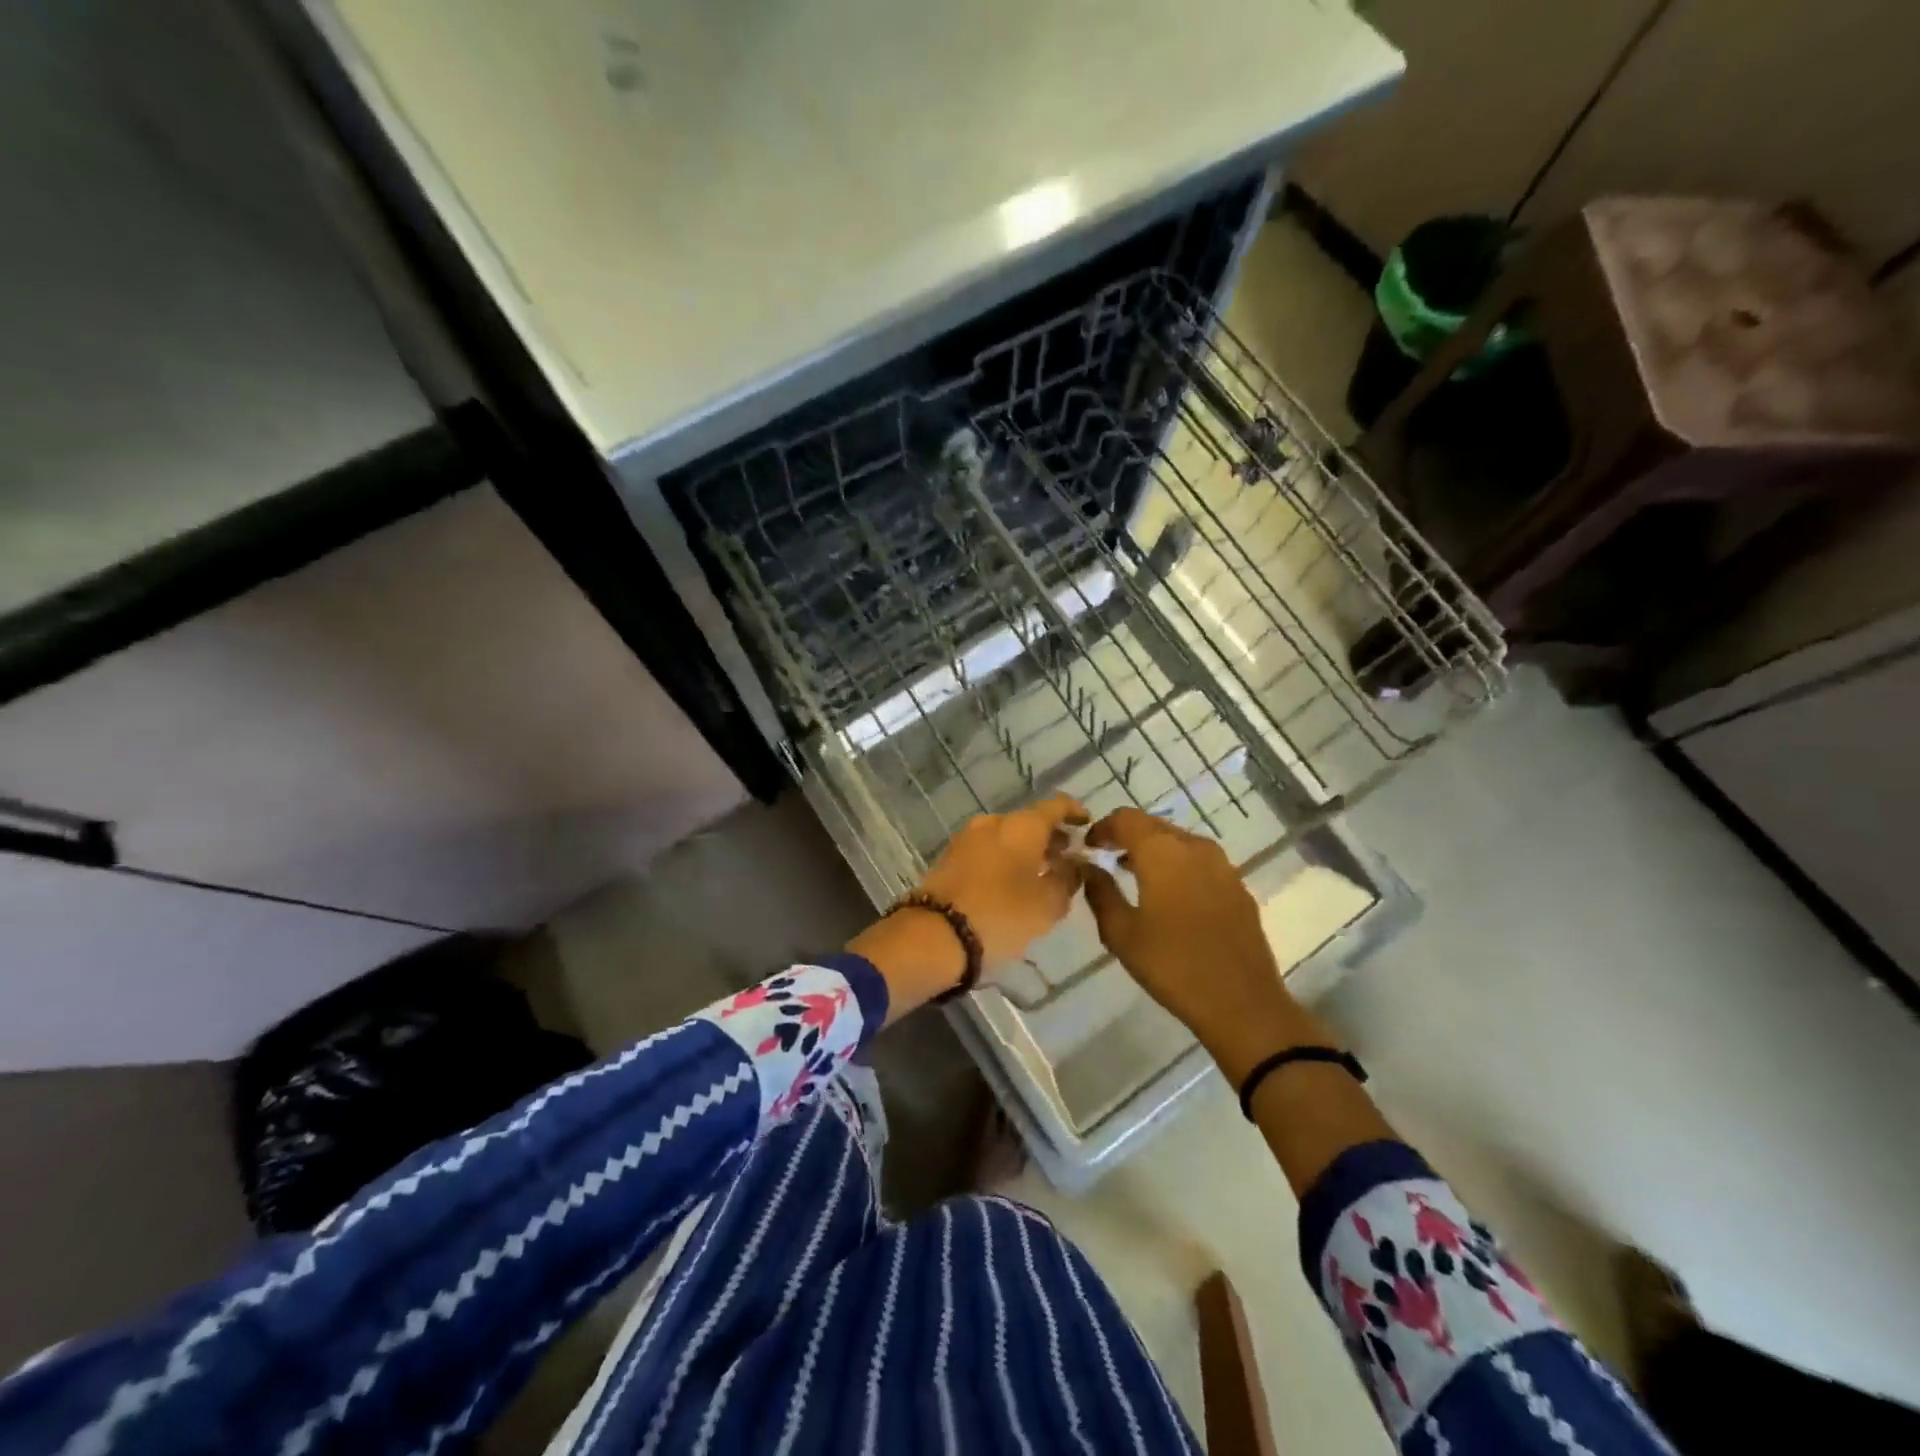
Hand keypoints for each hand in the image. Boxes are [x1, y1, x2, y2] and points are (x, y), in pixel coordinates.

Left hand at [848, 794, 1086, 1021]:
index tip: (1086, 824)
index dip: (1074, 811)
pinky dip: (1004, 860)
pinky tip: (1013, 884)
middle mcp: (993, 822)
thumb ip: (1067, 879)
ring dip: (1026, 850)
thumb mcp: (1048, 905)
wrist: (935, 934)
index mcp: (1021, 825)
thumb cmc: (1001, 915)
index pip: (1055, 806)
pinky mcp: (949, 858)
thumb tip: (1073, 864)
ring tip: (1042, 875)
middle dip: (1049, 837)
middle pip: (1028, 822)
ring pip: (1006, 836)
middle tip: (1067, 858)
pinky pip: (987, 851)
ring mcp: (966, 838)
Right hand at [1083, 808, 1306, 1077]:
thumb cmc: (1172, 965)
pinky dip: (1178, 865)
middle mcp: (1194, 847)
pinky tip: (1170, 895)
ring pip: (1179, 841)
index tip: (1088, 846)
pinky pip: (1200, 861)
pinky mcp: (1238, 886)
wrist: (1242, 1003)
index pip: (1126, 818)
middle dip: (1128, 836)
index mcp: (1162, 852)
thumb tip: (1086, 866)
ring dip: (1154, 850)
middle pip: (1153, 825)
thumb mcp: (1121, 933)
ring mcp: (1222, 865)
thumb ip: (1099, 892)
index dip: (1103, 827)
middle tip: (1107, 857)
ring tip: (1133, 874)